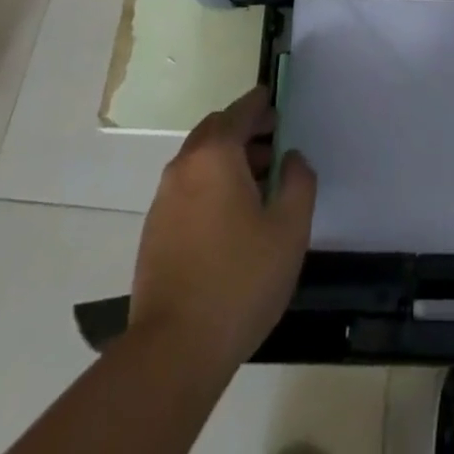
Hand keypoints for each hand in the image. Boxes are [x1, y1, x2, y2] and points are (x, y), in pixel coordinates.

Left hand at [129, 87, 316, 372]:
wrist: (173, 351)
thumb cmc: (239, 281)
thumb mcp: (289, 229)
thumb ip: (299, 181)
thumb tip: (291, 158)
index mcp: (215, 155)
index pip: (240, 111)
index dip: (261, 104)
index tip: (277, 102)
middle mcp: (184, 166)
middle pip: (216, 130)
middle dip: (245, 130)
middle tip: (274, 143)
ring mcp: (164, 199)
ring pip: (200, 160)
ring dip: (228, 159)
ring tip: (260, 184)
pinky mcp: (155, 230)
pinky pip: (188, 187)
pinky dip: (211, 184)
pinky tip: (232, 217)